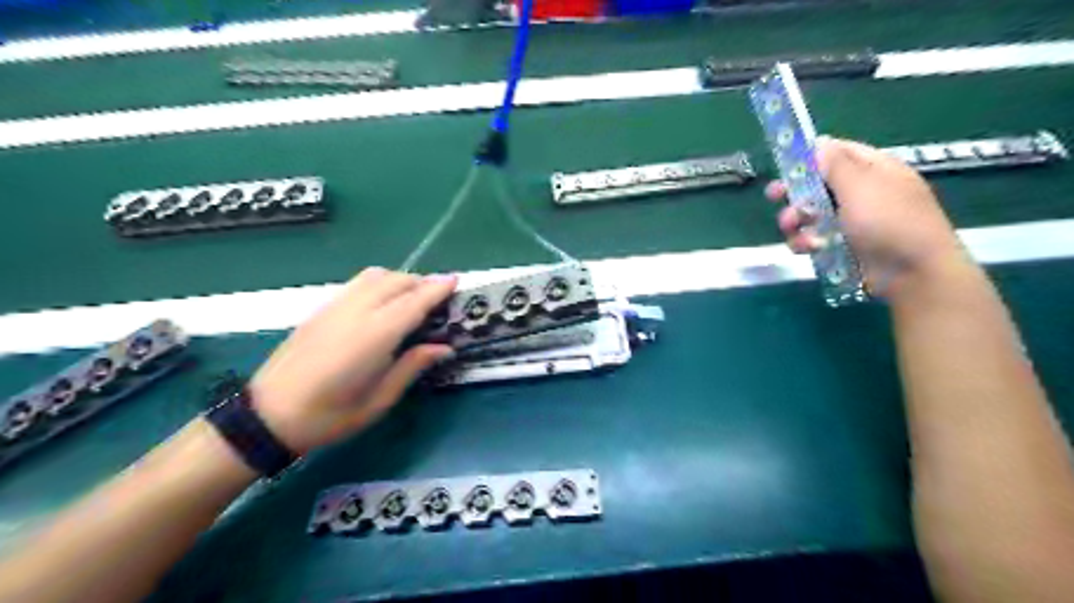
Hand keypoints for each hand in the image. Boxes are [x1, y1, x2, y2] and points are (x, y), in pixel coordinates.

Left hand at [250, 269, 453, 452]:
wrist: (266, 416)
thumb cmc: (329, 417)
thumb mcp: (379, 400)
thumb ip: (412, 366)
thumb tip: (444, 347)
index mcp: (374, 336)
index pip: (414, 302)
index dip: (437, 289)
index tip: (456, 280)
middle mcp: (356, 312)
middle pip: (397, 281)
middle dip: (422, 283)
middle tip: (439, 300)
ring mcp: (335, 307)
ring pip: (375, 276)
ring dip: (400, 280)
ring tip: (412, 299)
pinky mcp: (321, 310)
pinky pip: (358, 284)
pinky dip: (379, 284)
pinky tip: (383, 304)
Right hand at [768, 134, 970, 296]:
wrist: (912, 274)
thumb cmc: (890, 222)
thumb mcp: (861, 187)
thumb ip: (835, 164)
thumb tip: (818, 143)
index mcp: (873, 170)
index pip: (837, 152)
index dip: (809, 156)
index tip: (784, 164)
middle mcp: (861, 192)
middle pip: (817, 184)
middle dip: (795, 191)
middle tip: (774, 196)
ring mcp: (851, 221)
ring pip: (811, 213)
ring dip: (795, 219)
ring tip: (790, 228)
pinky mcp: (842, 246)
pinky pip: (814, 237)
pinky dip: (805, 241)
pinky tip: (807, 248)